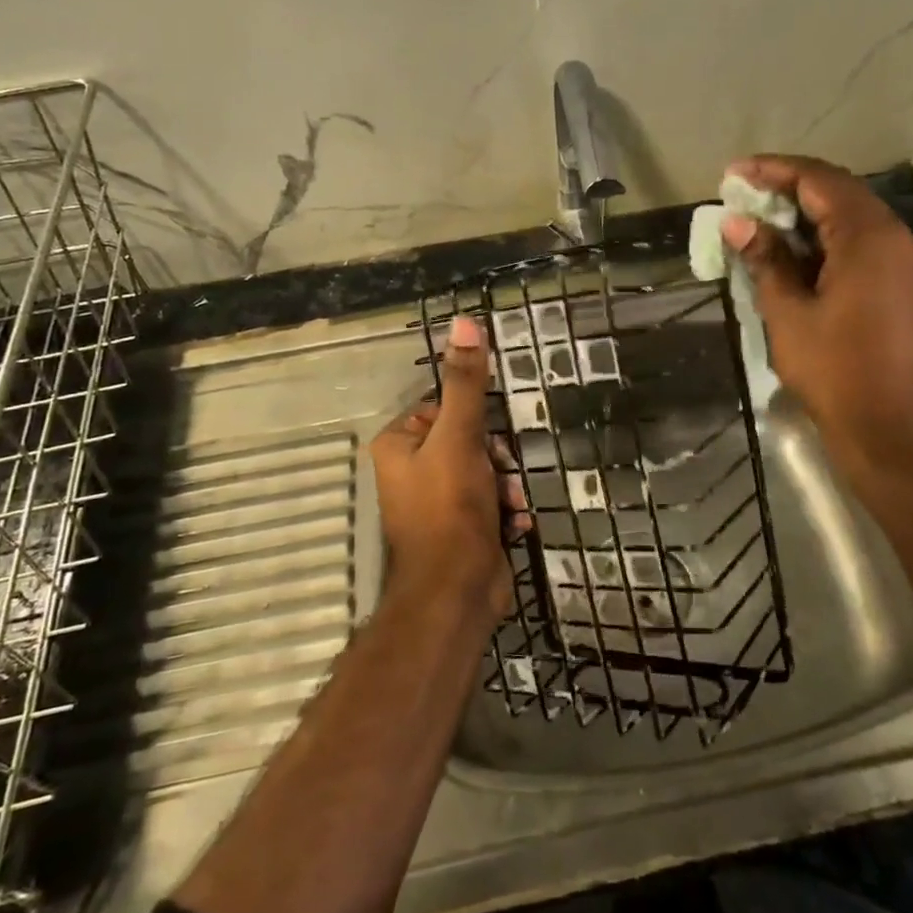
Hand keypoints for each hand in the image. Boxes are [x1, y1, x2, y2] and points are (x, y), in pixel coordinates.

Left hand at [370, 316, 525, 623]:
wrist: (456, 593)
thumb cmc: (450, 508)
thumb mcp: (461, 437)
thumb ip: (466, 382)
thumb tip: (464, 319)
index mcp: (398, 444)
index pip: (444, 407)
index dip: (475, 421)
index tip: (491, 440)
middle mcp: (411, 470)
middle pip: (469, 440)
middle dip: (496, 459)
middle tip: (503, 475)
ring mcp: (435, 502)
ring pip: (485, 472)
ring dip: (506, 486)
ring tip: (510, 505)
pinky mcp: (459, 528)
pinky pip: (489, 502)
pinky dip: (505, 511)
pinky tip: (513, 526)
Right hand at [721, 155, 912, 491]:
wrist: (893, 428)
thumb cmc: (835, 370)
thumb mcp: (788, 313)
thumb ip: (766, 259)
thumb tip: (738, 223)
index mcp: (869, 238)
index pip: (819, 180)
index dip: (773, 171)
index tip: (733, 174)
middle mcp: (897, 238)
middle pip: (840, 192)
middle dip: (789, 188)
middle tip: (743, 197)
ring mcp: (907, 261)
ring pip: (854, 217)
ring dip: (808, 214)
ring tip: (763, 222)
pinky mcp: (907, 284)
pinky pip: (864, 243)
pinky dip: (828, 239)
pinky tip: (796, 253)